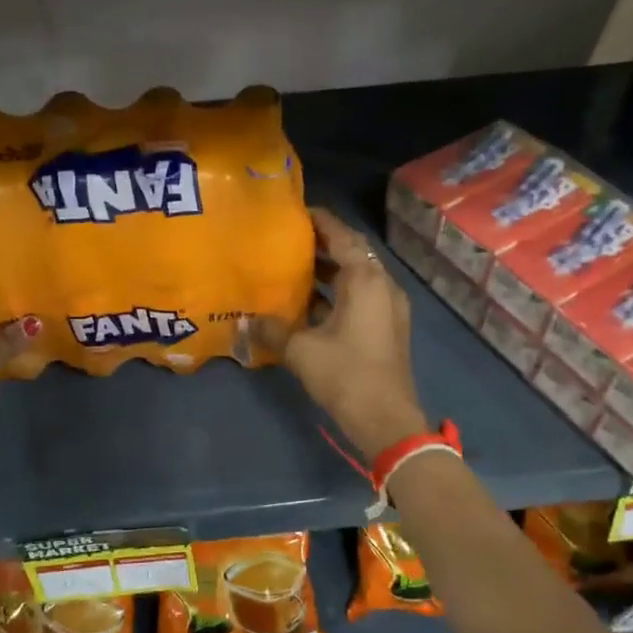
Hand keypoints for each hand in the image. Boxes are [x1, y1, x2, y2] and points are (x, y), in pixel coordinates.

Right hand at [257, 208, 429, 458]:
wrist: (386, 419)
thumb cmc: (346, 374)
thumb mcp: (301, 350)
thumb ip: (272, 329)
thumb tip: (244, 320)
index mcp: (366, 280)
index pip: (342, 236)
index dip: (320, 221)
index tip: (295, 213)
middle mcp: (382, 286)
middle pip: (352, 254)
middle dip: (322, 245)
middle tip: (288, 240)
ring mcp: (387, 308)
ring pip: (356, 277)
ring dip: (328, 271)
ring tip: (292, 267)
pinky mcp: (385, 328)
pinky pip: (359, 297)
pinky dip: (336, 293)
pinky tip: (307, 303)